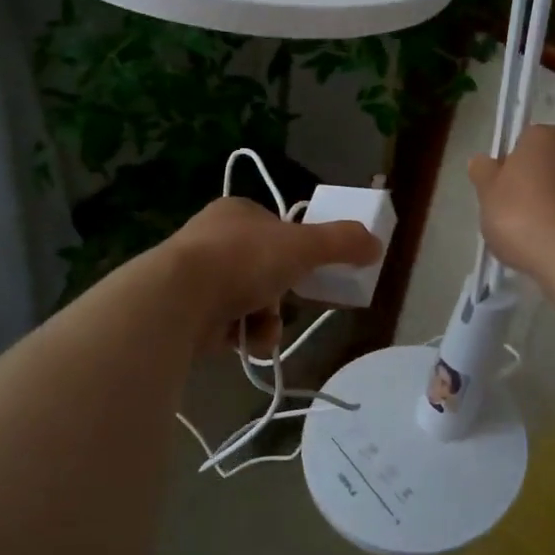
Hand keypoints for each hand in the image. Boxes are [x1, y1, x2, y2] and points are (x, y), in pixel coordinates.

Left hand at [165, 197, 380, 352]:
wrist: (178, 298)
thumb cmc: (243, 259)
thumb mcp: (303, 246)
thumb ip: (342, 243)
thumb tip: (376, 244)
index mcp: (236, 212)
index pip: (276, 229)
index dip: (297, 251)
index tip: (310, 272)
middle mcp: (212, 239)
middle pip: (264, 270)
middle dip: (281, 294)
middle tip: (291, 304)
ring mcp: (194, 275)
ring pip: (249, 301)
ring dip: (265, 320)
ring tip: (262, 330)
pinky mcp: (184, 311)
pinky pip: (227, 325)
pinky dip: (241, 335)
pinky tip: (242, 342)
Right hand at [468, 124, 554, 284]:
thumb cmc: (520, 215)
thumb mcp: (487, 192)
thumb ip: (483, 171)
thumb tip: (483, 161)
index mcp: (544, 136)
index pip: (521, 141)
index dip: (507, 164)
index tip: (497, 188)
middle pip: (543, 163)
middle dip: (528, 182)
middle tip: (508, 211)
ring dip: (546, 202)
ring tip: (528, 232)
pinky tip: (548, 242)